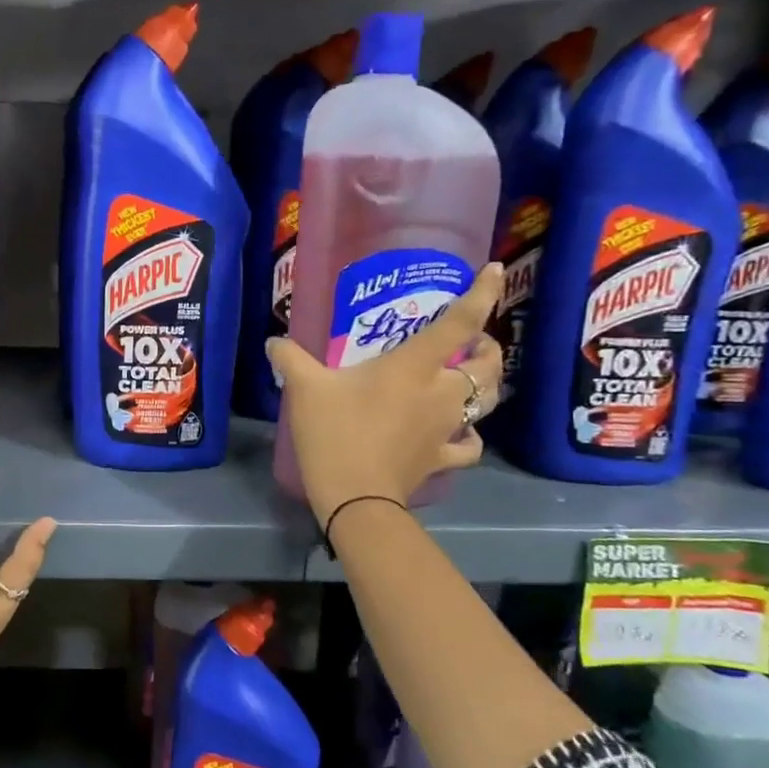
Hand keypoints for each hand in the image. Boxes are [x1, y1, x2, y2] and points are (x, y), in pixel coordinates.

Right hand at [268, 264, 504, 527]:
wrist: (354, 496)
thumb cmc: (334, 433)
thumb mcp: (304, 389)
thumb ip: (290, 358)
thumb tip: (273, 342)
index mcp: (414, 366)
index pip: (460, 322)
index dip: (482, 293)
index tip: (494, 271)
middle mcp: (441, 391)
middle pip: (488, 364)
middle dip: (488, 347)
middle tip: (471, 342)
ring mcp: (447, 427)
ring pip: (487, 400)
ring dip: (486, 385)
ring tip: (471, 378)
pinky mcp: (442, 457)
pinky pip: (470, 445)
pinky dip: (470, 436)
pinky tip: (460, 433)